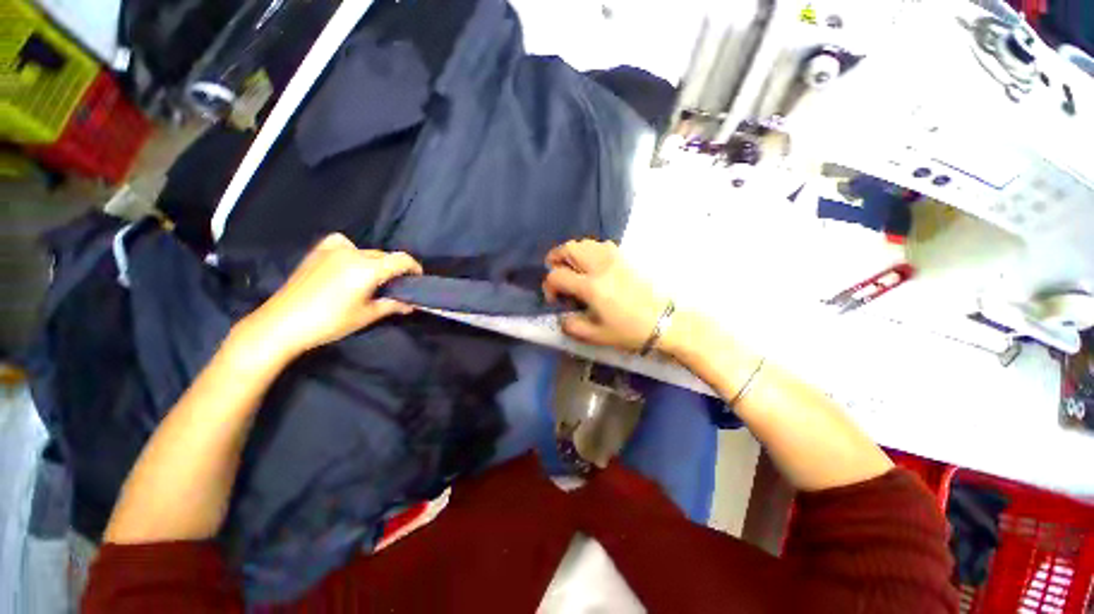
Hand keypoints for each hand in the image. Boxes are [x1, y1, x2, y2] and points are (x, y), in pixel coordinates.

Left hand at [238, 233, 422, 360]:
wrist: (282, 323)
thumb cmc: (329, 322)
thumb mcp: (366, 315)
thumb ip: (392, 305)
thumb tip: (411, 305)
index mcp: (367, 269)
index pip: (401, 260)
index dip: (414, 268)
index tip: (418, 279)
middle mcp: (353, 254)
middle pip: (384, 256)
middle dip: (394, 268)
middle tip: (394, 286)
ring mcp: (333, 250)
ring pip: (366, 251)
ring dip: (375, 262)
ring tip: (371, 279)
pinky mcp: (317, 252)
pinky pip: (343, 243)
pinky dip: (352, 250)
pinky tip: (348, 262)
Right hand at [543, 239, 672, 352]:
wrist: (663, 321)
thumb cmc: (629, 330)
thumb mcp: (596, 336)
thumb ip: (571, 326)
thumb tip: (562, 316)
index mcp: (591, 286)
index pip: (557, 275)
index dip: (548, 286)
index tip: (555, 299)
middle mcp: (600, 266)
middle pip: (568, 249)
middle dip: (555, 259)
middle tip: (557, 275)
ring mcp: (614, 258)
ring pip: (584, 243)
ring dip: (572, 254)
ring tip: (573, 270)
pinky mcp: (624, 257)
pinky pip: (599, 245)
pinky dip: (588, 251)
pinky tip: (591, 267)